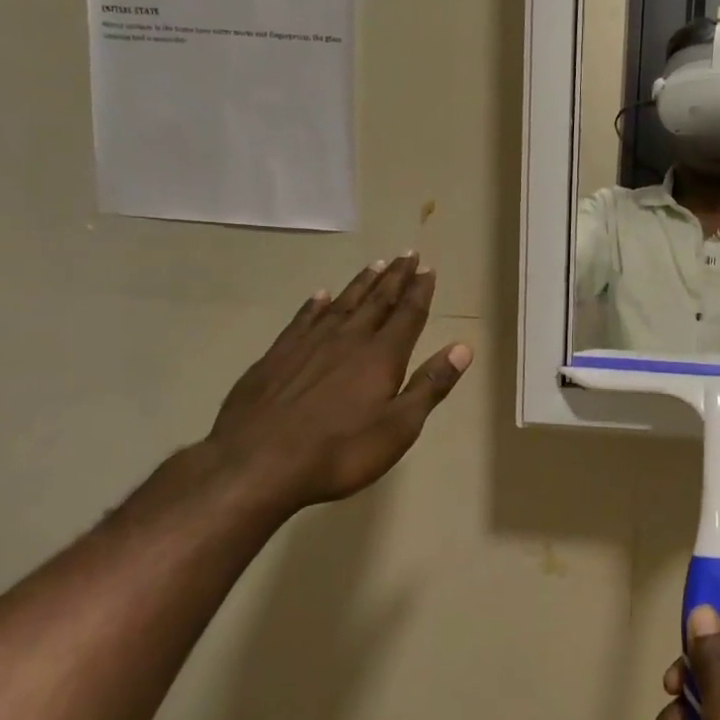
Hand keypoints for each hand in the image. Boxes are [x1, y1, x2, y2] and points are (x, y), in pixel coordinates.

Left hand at [201, 255, 471, 511]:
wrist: (255, 465)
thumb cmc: (339, 452)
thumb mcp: (399, 427)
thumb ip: (430, 385)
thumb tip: (463, 348)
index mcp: (381, 356)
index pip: (408, 314)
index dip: (420, 291)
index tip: (428, 268)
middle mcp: (348, 339)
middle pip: (377, 301)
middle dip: (396, 278)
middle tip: (408, 254)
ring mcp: (308, 345)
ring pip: (342, 304)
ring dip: (362, 283)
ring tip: (376, 264)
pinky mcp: (276, 357)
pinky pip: (302, 319)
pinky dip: (315, 305)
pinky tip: (321, 296)